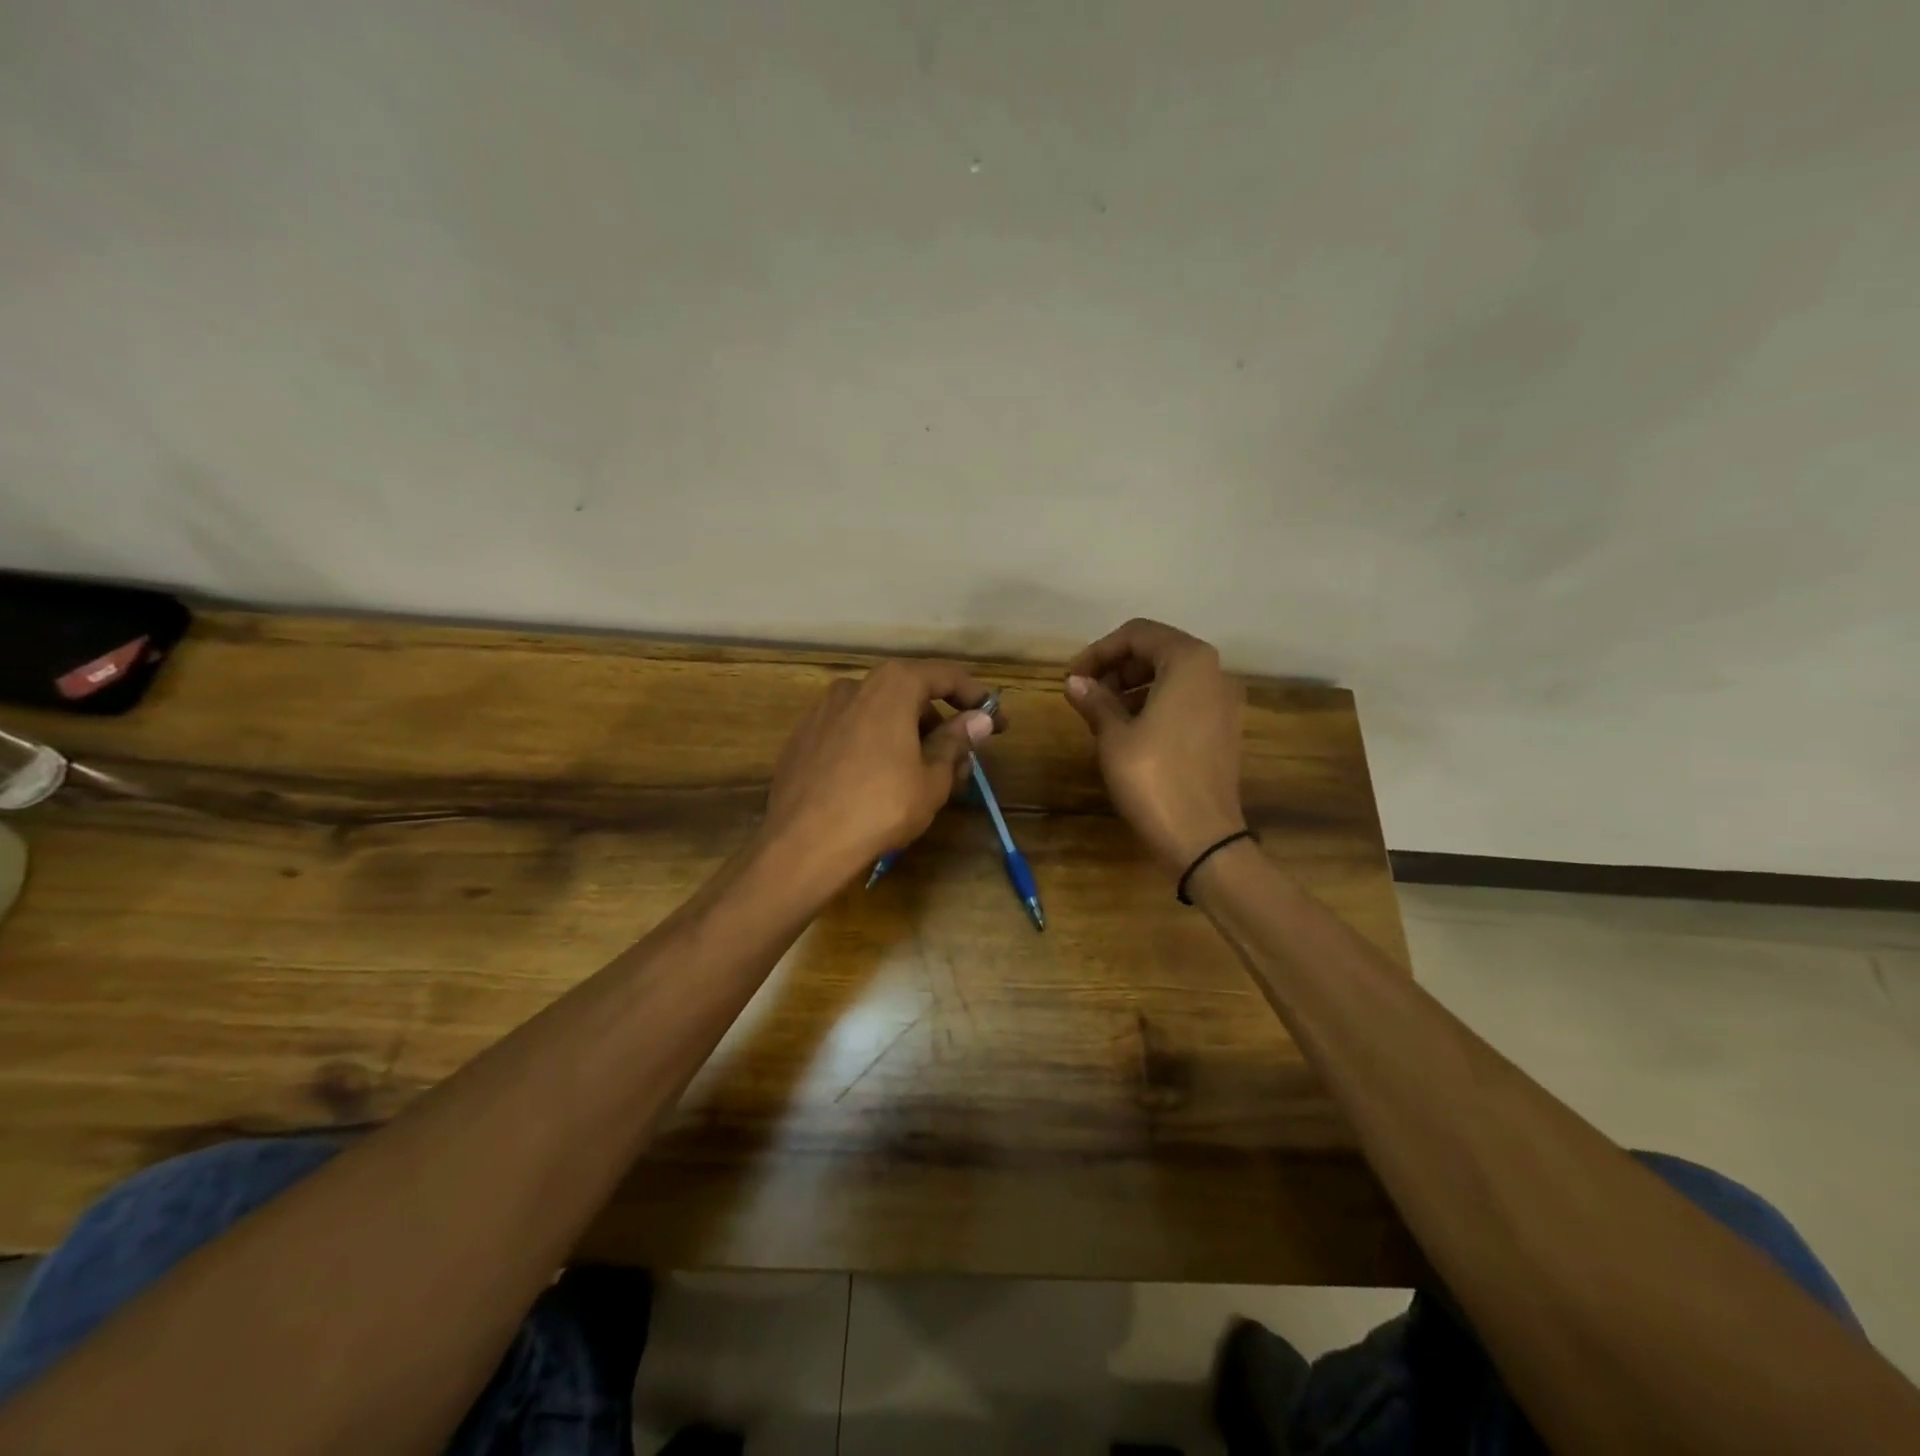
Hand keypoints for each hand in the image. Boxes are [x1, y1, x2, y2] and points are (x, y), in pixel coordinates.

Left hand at [761, 659, 997, 885]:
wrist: (802, 844)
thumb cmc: (880, 807)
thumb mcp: (932, 779)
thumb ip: (956, 742)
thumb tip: (979, 720)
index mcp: (892, 686)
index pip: (945, 676)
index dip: (977, 697)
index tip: (999, 721)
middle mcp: (855, 686)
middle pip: (909, 693)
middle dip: (940, 722)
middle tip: (961, 757)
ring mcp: (822, 711)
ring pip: (879, 713)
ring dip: (908, 734)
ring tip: (923, 774)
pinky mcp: (803, 738)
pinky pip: (852, 731)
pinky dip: (875, 744)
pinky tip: (880, 780)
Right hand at [1064, 619, 1246, 874]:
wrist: (1203, 839)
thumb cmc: (1154, 778)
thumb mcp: (1114, 736)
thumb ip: (1095, 700)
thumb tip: (1075, 681)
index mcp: (1190, 662)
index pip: (1137, 635)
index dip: (1098, 652)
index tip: (1072, 678)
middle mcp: (1215, 672)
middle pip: (1157, 651)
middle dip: (1116, 667)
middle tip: (1084, 694)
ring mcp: (1225, 701)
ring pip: (1171, 676)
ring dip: (1132, 686)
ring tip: (1100, 714)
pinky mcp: (1224, 728)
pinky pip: (1185, 700)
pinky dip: (1154, 703)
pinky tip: (1128, 730)